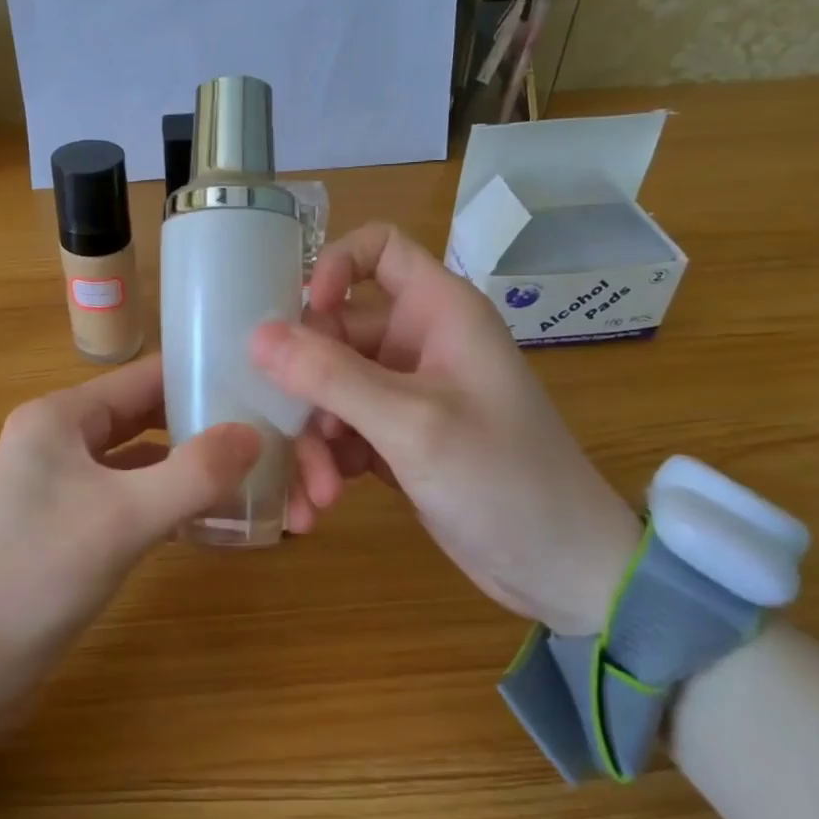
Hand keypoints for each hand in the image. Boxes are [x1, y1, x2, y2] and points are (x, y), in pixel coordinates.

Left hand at [0, 355, 258, 734]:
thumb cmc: (34, 574)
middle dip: (203, 428)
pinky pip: (130, 497)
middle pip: (147, 416)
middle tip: (268, 440)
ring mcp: (63, 482)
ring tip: (252, 478)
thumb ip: (194, 474)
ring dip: (189, 470)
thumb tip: (255, 434)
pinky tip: (209, 521)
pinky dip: (167, 503)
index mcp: (61, 415)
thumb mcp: (122, 519)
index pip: (146, 377)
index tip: (262, 389)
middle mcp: (61, 437)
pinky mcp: (69, 523)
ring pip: (141, 461)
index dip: (203, 378)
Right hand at [252, 223, 638, 635]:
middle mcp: (418, 341)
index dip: (334, 265)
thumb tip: (257, 335)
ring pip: (328, 390)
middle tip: (288, 435)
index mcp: (438, 311)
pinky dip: (324, 463)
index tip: (305, 312)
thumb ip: (331, 375)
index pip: (379, 248)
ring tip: (314, 496)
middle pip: (334, 331)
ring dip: (310, 440)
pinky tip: (316, 506)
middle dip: (305, 387)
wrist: (560, 569)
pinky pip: (339, 432)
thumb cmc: (502, 479)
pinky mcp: (394, 438)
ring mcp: (404, 392)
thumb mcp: (411, 423)